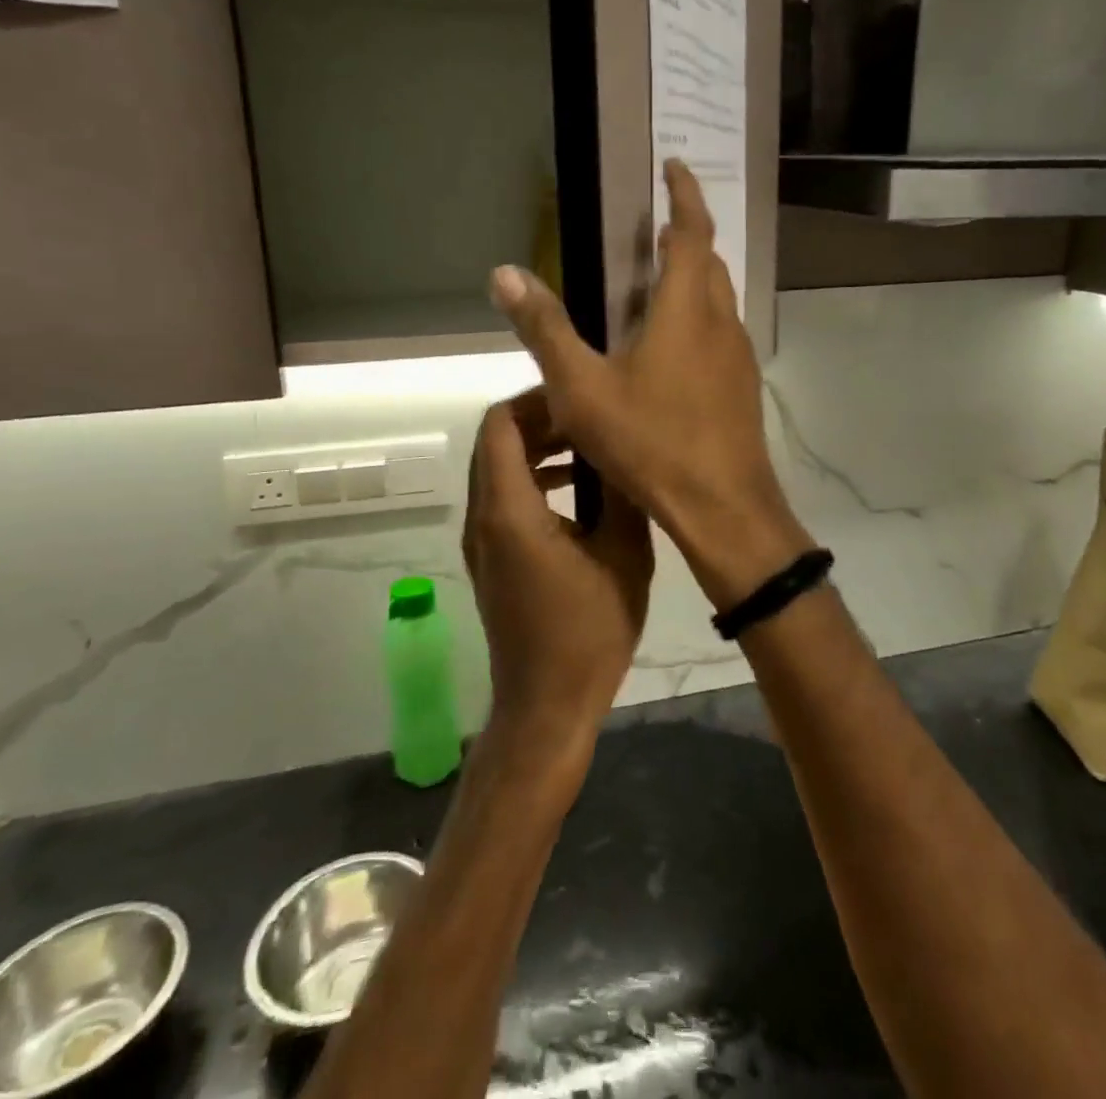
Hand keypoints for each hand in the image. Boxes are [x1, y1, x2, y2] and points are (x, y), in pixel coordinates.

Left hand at [462, 389, 652, 765]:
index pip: (500, 424)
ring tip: (589, 447)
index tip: (582, 398)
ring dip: (537, 449)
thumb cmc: (588, 634)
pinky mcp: (490, 558)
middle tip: (592, 417)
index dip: (537, 399)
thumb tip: (624, 446)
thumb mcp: (624, 557)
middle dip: (541, 420)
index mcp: (509, 511)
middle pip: (496, 441)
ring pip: (497, 468)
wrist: (546, 706)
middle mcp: (482, 517)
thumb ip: (622, 494)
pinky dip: (532, 479)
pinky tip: (577, 491)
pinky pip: (502, 497)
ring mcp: (481, 540)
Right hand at [490, 160, 814, 609]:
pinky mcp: (743, 387)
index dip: (684, 194)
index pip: (692, 231)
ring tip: (660, 283)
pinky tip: (675, 350)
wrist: (723, 506)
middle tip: (659, 229)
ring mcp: (738, 356)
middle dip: (688, 236)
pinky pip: (722, 333)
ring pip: (720, 299)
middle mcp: (720, 322)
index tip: (674, 167)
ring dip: (696, 278)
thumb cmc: (652, 442)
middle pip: (709, 263)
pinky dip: (700, 318)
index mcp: (685, 309)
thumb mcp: (584, 388)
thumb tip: (504, 273)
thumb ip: (545, 329)